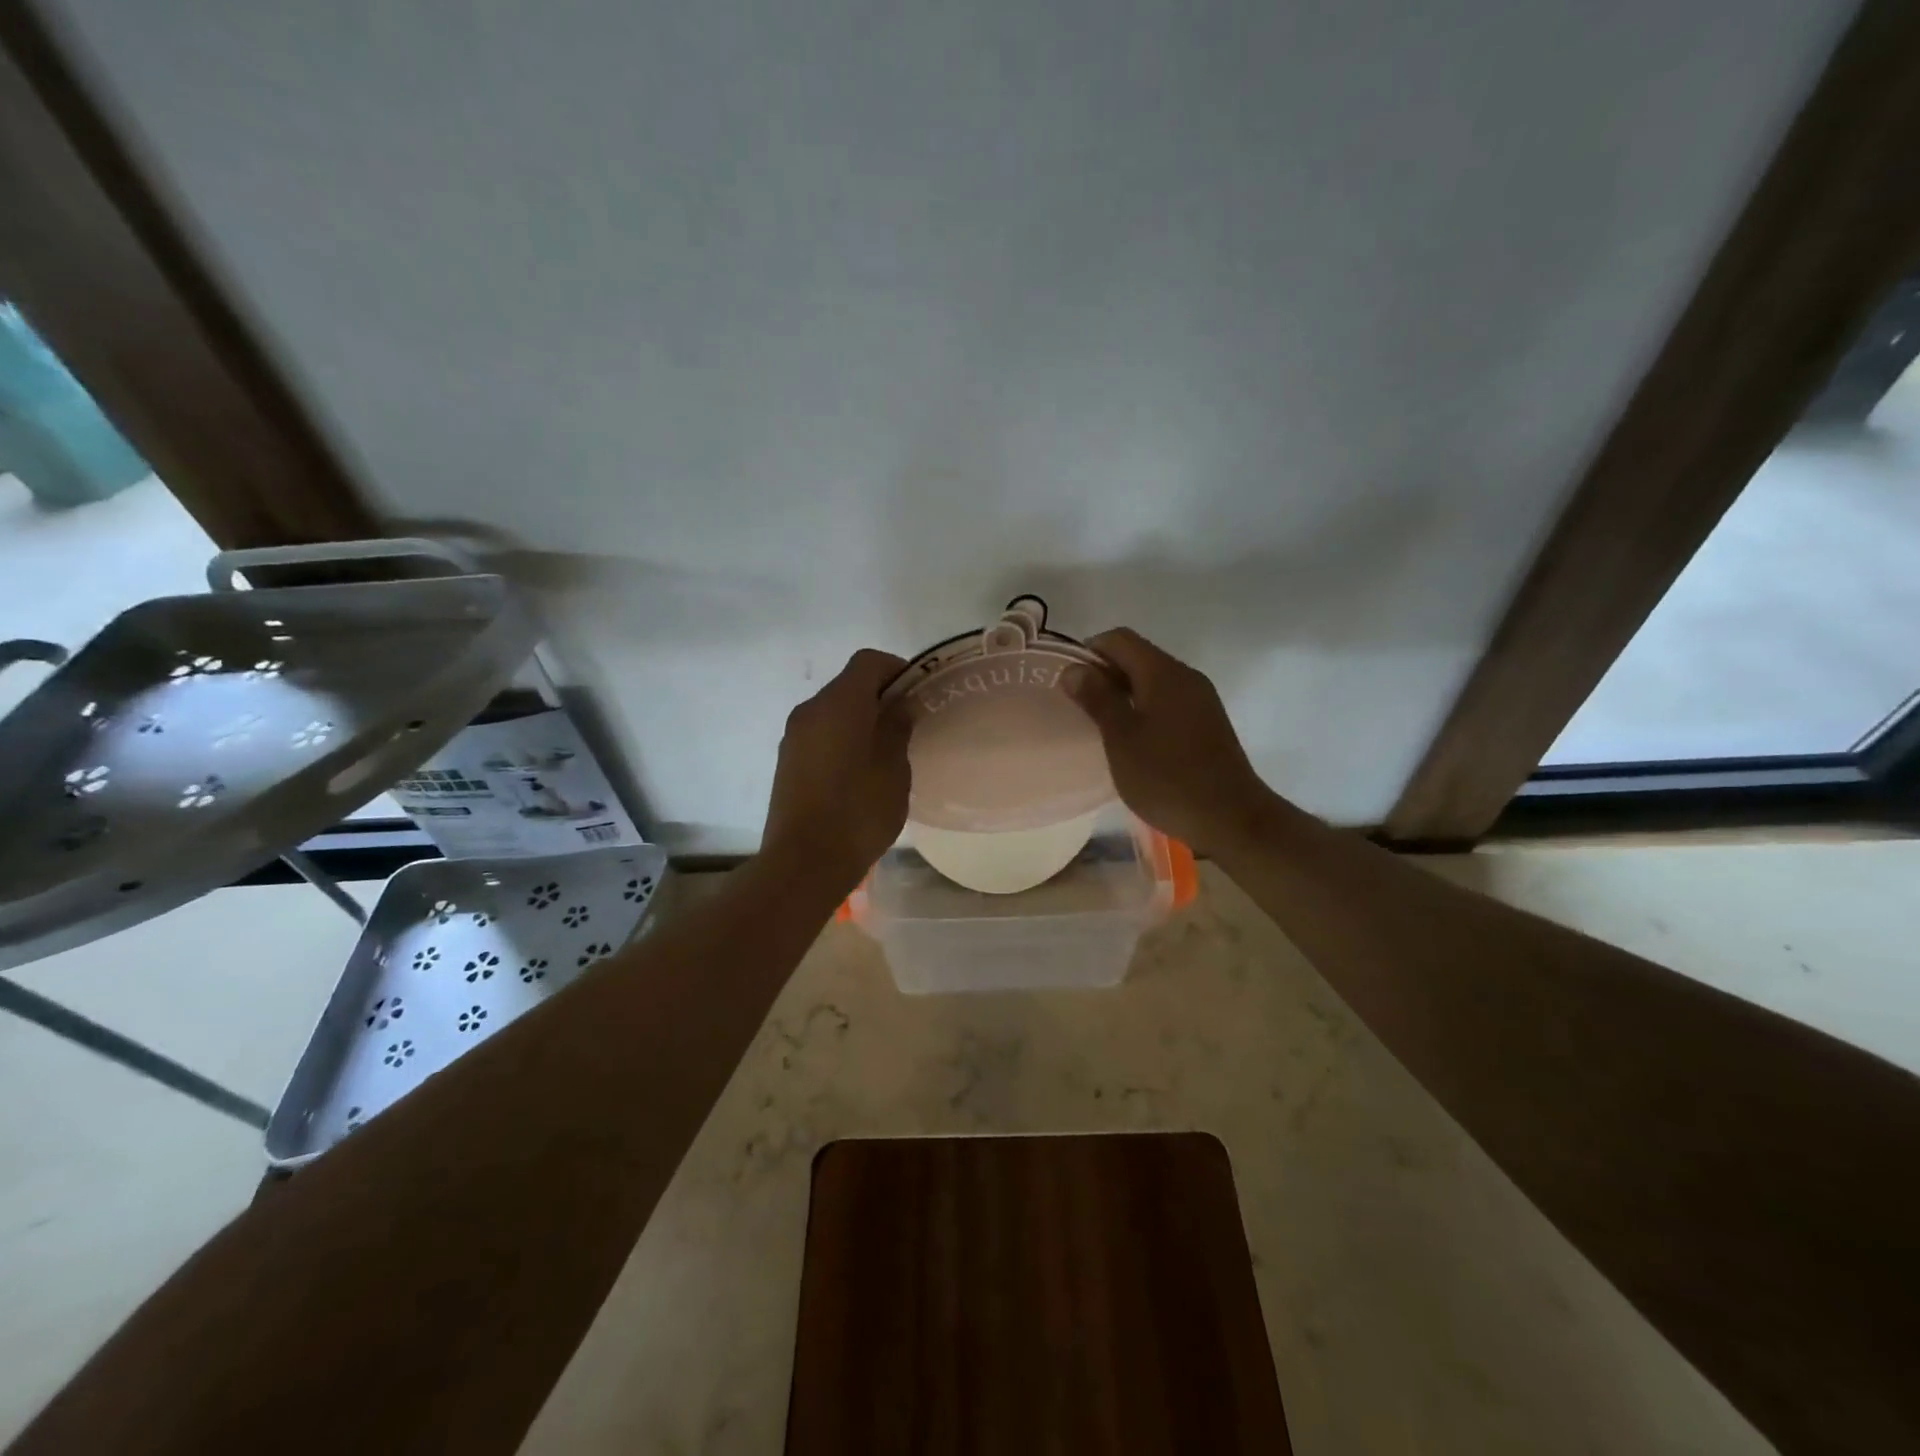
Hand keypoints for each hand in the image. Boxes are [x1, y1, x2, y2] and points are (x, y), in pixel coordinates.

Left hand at [763, 649, 911, 894]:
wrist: (804, 862)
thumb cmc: (858, 812)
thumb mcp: (894, 769)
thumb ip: (897, 729)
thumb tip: (899, 706)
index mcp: (839, 704)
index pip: (868, 661)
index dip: (897, 669)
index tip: (918, 694)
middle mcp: (810, 710)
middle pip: (848, 684)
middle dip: (880, 695)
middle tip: (908, 725)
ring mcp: (793, 736)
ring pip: (833, 710)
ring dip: (860, 718)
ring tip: (886, 752)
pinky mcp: (787, 761)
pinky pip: (820, 734)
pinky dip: (842, 738)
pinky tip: (859, 772)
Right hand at [1064, 628, 1271, 856]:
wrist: (1231, 817)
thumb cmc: (1167, 777)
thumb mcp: (1121, 738)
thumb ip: (1097, 699)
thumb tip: (1073, 669)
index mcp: (1163, 672)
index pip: (1119, 639)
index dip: (1088, 651)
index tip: (1068, 682)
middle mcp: (1185, 676)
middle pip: (1137, 656)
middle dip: (1104, 673)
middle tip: (1078, 706)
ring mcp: (1200, 699)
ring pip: (1152, 680)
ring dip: (1123, 693)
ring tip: (1101, 724)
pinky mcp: (1207, 722)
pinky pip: (1168, 700)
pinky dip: (1144, 708)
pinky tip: (1132, 739)